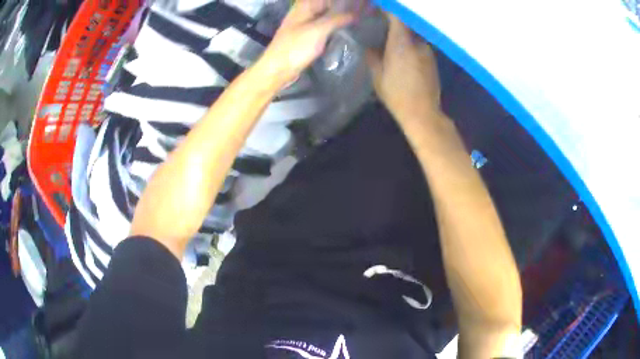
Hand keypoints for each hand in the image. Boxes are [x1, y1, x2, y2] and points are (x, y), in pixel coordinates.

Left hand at [257, 0, 352, 86]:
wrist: (278, 69)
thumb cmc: (296, 47)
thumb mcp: (318, 30)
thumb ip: (337, 19)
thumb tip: (356, 14)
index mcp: (304, 6)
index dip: (340, 1)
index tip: (357, 4)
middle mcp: (304, 13)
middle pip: (326, 5)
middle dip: (342, 7)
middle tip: (362, 11)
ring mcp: (304, 25)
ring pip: (325, 16)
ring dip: (339, 17)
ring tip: (358, 19)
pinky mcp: (306, 37)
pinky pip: (323, 27)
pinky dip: (333, 27)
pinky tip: (346, 30)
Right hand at [366, 14, 441, 122]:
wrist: (423, 113)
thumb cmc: (397, 94)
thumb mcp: (378, 76)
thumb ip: (372, 57)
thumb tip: (370, 48)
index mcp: (401, 43)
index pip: (395, 16)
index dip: (387, 10)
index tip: (377, 8)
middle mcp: (417, 43)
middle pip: (406, 24)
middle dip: (394, 22)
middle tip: (381, 24)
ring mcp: (428, 51)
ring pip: (413, 35)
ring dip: (403, 35)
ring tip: (392, 41)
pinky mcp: (433, 61)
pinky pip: (419, 46)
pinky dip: (411, 45)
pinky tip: (404, 55)